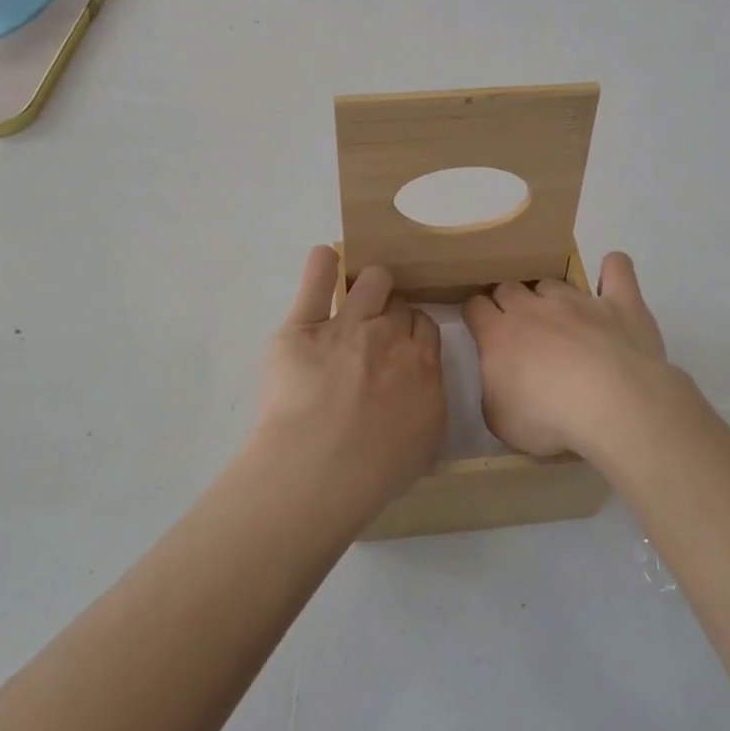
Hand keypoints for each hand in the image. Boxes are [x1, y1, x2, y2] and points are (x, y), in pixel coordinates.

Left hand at [255, 246, 445, 522]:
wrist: (321, 468)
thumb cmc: (376, 470)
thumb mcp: (424, 444)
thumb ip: (426, 402)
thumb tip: (419, 385)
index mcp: (422, 364)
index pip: (425, 326)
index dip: (413, 330)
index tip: (402, 343)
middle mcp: (389, 336)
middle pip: (398, 304)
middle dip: (391, 311)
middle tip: (375, 332)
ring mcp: (347, 325)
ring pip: (371, 281)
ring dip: (369, 284)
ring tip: (357, 293)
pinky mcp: (303, 325)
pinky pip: (316, 279)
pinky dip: (322, 264)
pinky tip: (325, 260)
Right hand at [462, 252, 691, 465]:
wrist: (612, 407)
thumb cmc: (548, 419)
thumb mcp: (500, 420)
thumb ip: (493, 391)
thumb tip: (499, 380)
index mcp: (498, 334)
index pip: (475, 307)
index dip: (477, 316)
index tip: (482, 330)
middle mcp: (534, 308)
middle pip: (509, 287)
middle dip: (509, 303)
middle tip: (522, 331)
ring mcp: (578, 301)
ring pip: (554, 283)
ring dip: (551, 297)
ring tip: (563, 322)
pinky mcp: (620, 303)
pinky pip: (616, 270)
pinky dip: (612, 269)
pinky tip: (611, 278)